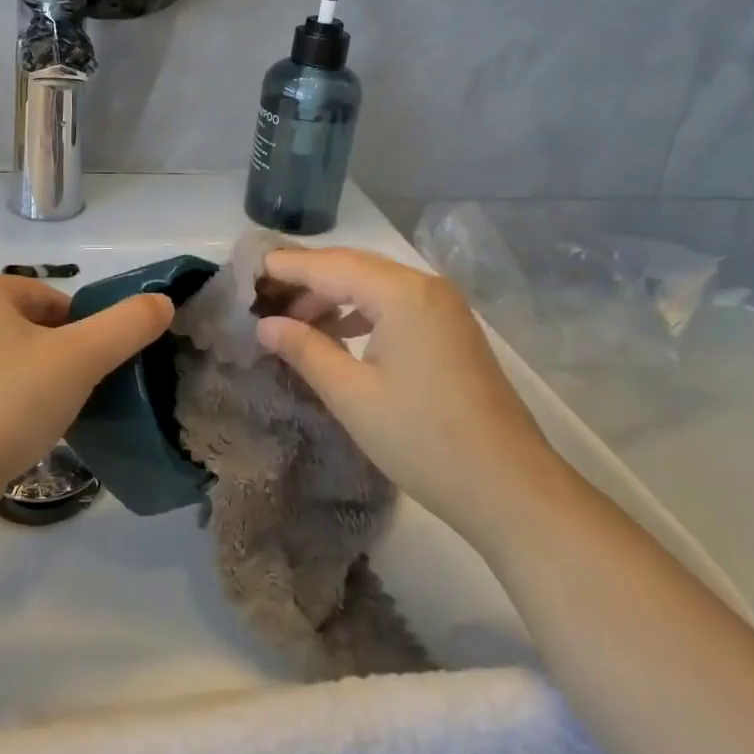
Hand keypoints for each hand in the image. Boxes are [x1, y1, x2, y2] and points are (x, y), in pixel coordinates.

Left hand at [0, 276, 173, 498]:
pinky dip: (12, 404)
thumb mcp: (82, 357)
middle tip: (80, 390)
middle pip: (35, 329)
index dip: (83, 330)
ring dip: (39, 381)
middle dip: (62, 356)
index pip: (53, 300)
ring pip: (13, 361)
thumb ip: (128, 325)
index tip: (94, 365)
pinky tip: (25, 431)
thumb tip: (162, 302)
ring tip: (55, 414)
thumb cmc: (12, 400)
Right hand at [255, 247, 556, 543]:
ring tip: (293, 320)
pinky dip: (360, 312)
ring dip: (333, 296)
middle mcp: (425, 286)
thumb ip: (305, 350)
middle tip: (262, 297)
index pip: (329, 265)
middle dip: (306, 279)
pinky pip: (395, 304)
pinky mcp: (451, 330)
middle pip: (353, 266)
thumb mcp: (352, 395)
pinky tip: (337, 334)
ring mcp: (443, 307)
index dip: (285, 267)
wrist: (509, 487)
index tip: (245, 272)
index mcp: (401, 293)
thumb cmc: (423, 439)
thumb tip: (265, 325)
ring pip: (374, 285)